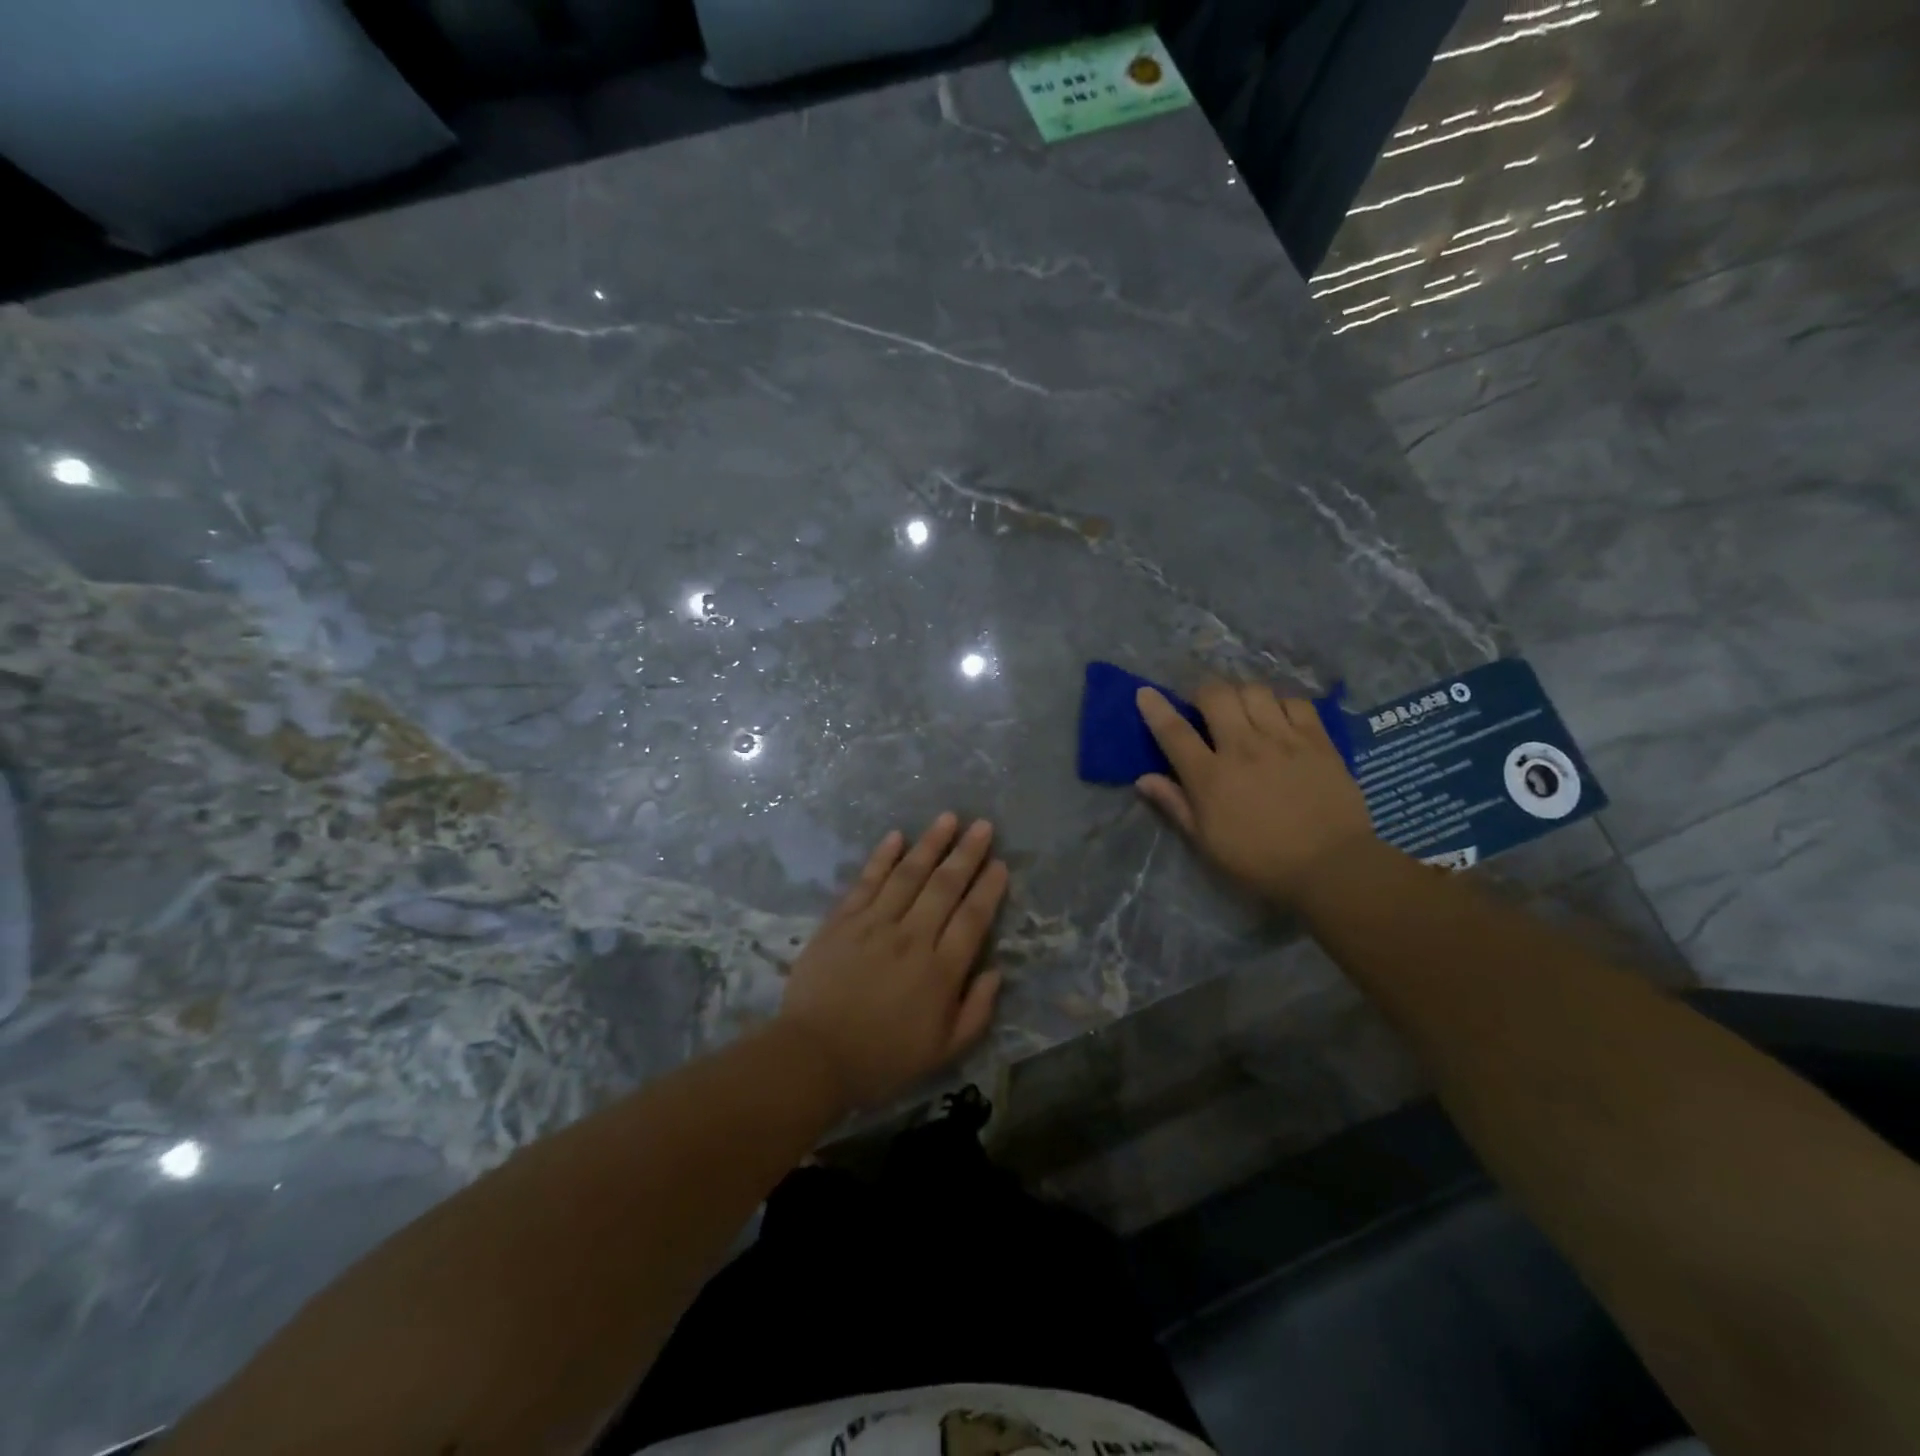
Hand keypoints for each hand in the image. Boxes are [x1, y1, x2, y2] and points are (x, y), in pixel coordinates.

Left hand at [777, 814, 1007, 1110]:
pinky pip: (867, 882)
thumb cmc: (882, 1059)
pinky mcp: (842, 921)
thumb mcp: (943, 1051)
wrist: (813, 1057)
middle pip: (945, 887)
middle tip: (982, 826)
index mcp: (940, 971)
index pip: (972, 919)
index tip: (1000, 864)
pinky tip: (896, 837)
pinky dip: (882, 857)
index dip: (989, 889)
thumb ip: (976, 1010)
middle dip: (967, 854)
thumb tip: (994, 971)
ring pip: (908, 875)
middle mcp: (911, 938)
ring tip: (948, 818)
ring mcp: (874, 925)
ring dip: (930, 844)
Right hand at [1135, 681, 1376, 903]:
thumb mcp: (1206, 841)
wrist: (1330, 866)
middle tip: (1204, 707)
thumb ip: (1175, 805)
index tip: (1146, 693)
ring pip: (1254, 691)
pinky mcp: (1317, 740)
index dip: (1156, 708)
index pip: (1174, 731)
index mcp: (1210, 776)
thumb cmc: (1259, 860)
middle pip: (1215, 695)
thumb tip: (1144, 779)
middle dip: (1202, 693)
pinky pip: (1295, 701)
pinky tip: (1279, 716)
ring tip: (1243, 709)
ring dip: (1241, 694)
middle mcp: (1243, 747)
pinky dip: (1281, 702)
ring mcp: (1283, 739)